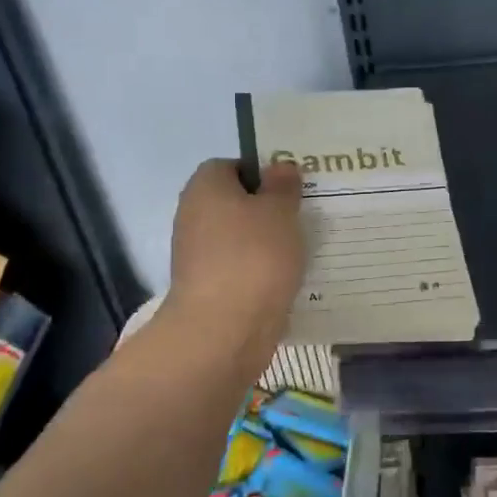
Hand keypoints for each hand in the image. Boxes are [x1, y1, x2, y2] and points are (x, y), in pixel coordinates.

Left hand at [166, 159, 305, 356]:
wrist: (224, 329)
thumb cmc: (253, 256)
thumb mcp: (279, 211)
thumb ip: (282, 186)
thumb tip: (279, 167)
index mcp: (205, 187)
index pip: (230, 166)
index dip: (261, 174)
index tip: (290, 190)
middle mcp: (193, 216)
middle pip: (234, 204)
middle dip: (267, 212)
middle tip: (302, 219)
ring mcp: (197, 256)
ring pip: (239, 240)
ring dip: (266, 245)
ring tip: (302, 252)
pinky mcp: (207, 290)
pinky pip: (239, 270)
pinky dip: (260, 274)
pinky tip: (287, 282)